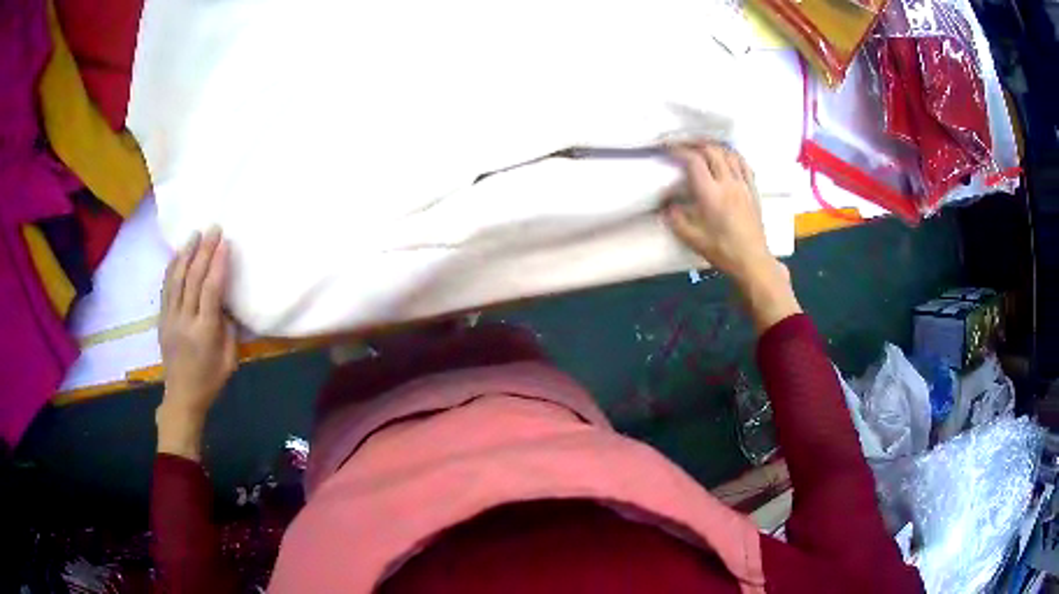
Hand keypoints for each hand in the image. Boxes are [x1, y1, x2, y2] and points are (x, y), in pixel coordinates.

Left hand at [156, 228, 237, 458]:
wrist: (182, 397)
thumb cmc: (210, 381)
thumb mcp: (229, 359)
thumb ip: (228, 329)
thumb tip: (225, 304)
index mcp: (204, 332)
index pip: (210, 291)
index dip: (218, 265)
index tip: (225, 243)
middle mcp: (185, 321)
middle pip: (193, 279)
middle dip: (204, 251)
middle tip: (213, 229)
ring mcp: (170, 319)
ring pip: (176, 279)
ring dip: (186, 254)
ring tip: (195, 234)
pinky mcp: (162, 319)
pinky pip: (166, 288)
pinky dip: (172, 268)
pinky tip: (178, 254)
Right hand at [663, 142, 772, 282]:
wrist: (752, 261)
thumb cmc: (722, 251)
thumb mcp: (692, 238)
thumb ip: (675, 219)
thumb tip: (666, 204)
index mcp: (711, 194)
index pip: (694, 161)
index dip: (679, 150)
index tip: (668, 149)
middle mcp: (728, 184)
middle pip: (711, 151)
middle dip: (695, 143)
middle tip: (683, 145)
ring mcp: (743, 185)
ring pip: (729, 154)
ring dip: (714, 146)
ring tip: (703, 147)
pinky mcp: (753, 190)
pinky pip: (744, 164)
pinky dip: (732, 155)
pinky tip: (727, 156)